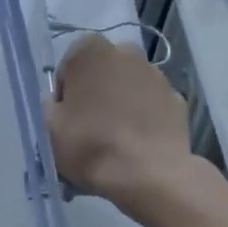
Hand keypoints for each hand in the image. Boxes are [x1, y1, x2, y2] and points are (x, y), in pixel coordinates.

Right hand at [46, 36, 190, 208]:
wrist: (148, 174)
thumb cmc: (90, 145)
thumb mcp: (50, 128)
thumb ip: (50, 106)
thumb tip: (59, 102)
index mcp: (90, 52)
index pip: (70, 61)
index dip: (66, 88)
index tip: (66, 114)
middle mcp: (126, 52)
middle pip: (103, 69)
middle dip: (97, 89)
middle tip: (89, 124)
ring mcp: (157, 75)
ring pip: (130, 84)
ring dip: (122, 101)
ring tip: (116, 137)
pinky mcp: (178, 99)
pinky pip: (152, 103)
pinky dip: (145, 116)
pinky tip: (138, 143)